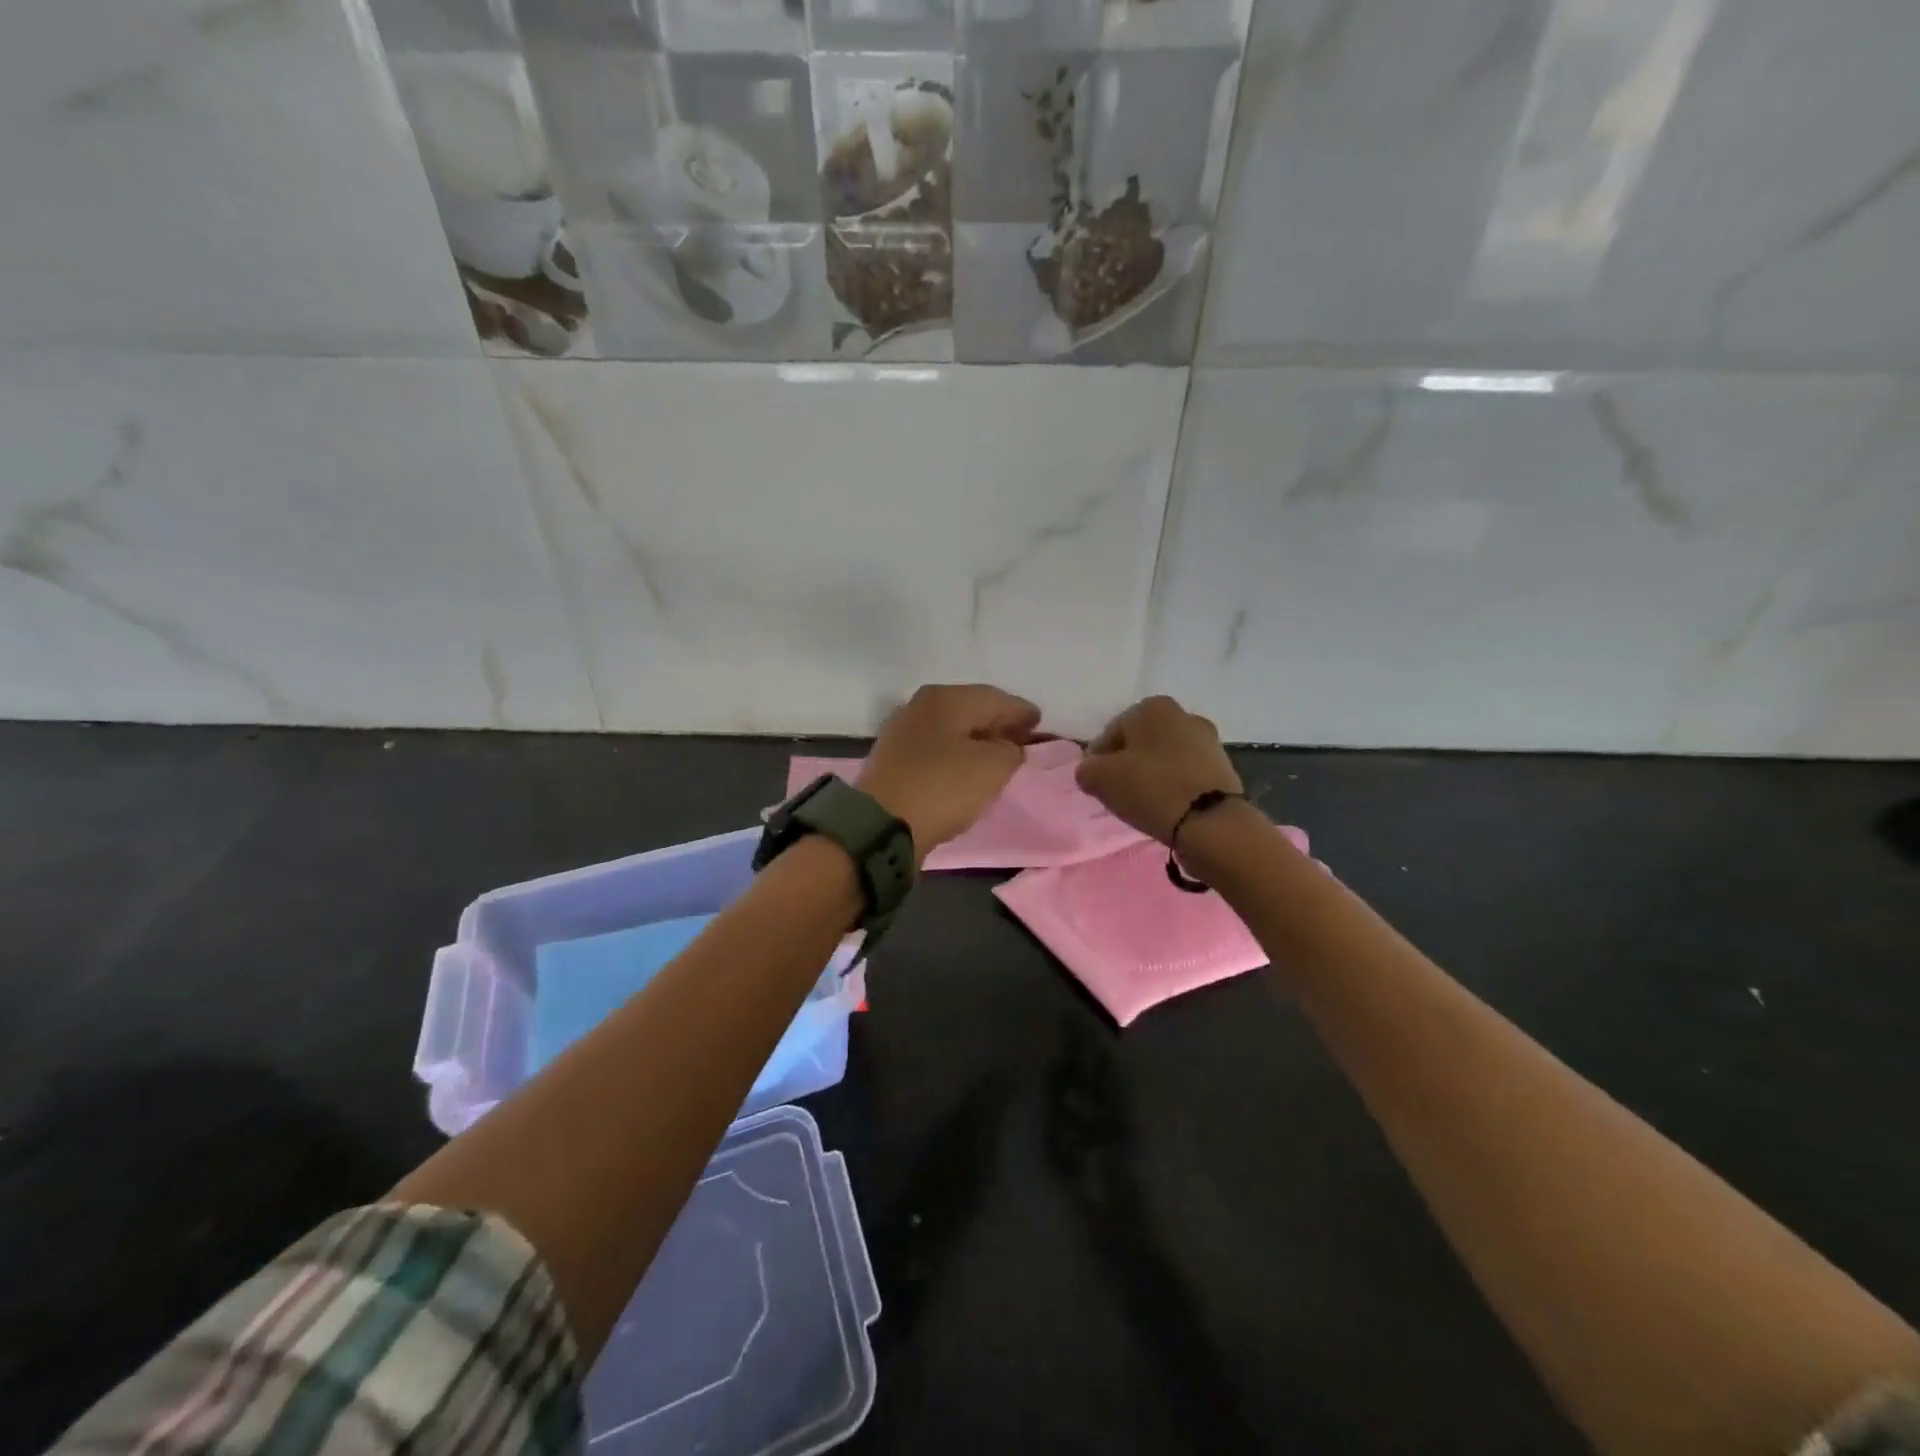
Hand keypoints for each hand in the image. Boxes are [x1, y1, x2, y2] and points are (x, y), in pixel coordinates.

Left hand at [858, 684, 1041, 861]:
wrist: (881, 824)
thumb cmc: (943, 787)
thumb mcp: (993, 768)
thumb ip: (1010, 750)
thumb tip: (1007, 746)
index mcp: (948, 698)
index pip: (996, 698)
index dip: (1021, 711)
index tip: (1039, 721)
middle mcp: (922, 705)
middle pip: (971, 708)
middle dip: (997, 722)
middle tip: (1021, 736)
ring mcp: (903, 730)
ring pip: (951, 728)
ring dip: (975, 739)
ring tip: (997, 754)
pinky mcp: (893, 758)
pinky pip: (936, 748)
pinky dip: (956, 753)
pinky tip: (966, 767)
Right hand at [1075, 695, 1243, 844]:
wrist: (1212, 822)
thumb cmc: (1151, 789)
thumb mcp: (1100, 779)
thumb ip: (1087, 770)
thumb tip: (1092, 771)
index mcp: (1152, 707)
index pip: (1111, 732)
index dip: (1098, 759)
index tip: (1095, 783)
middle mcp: (1183, 715)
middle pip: (1140, 742)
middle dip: (1127, 764)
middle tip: (1118, 793)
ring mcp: (1208, 741)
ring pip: (1165, 757)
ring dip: (1152, 774)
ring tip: (1143, 803)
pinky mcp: (1223, 767)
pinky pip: (1186, 774)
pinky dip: (1174, 785)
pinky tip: (1167, 806)